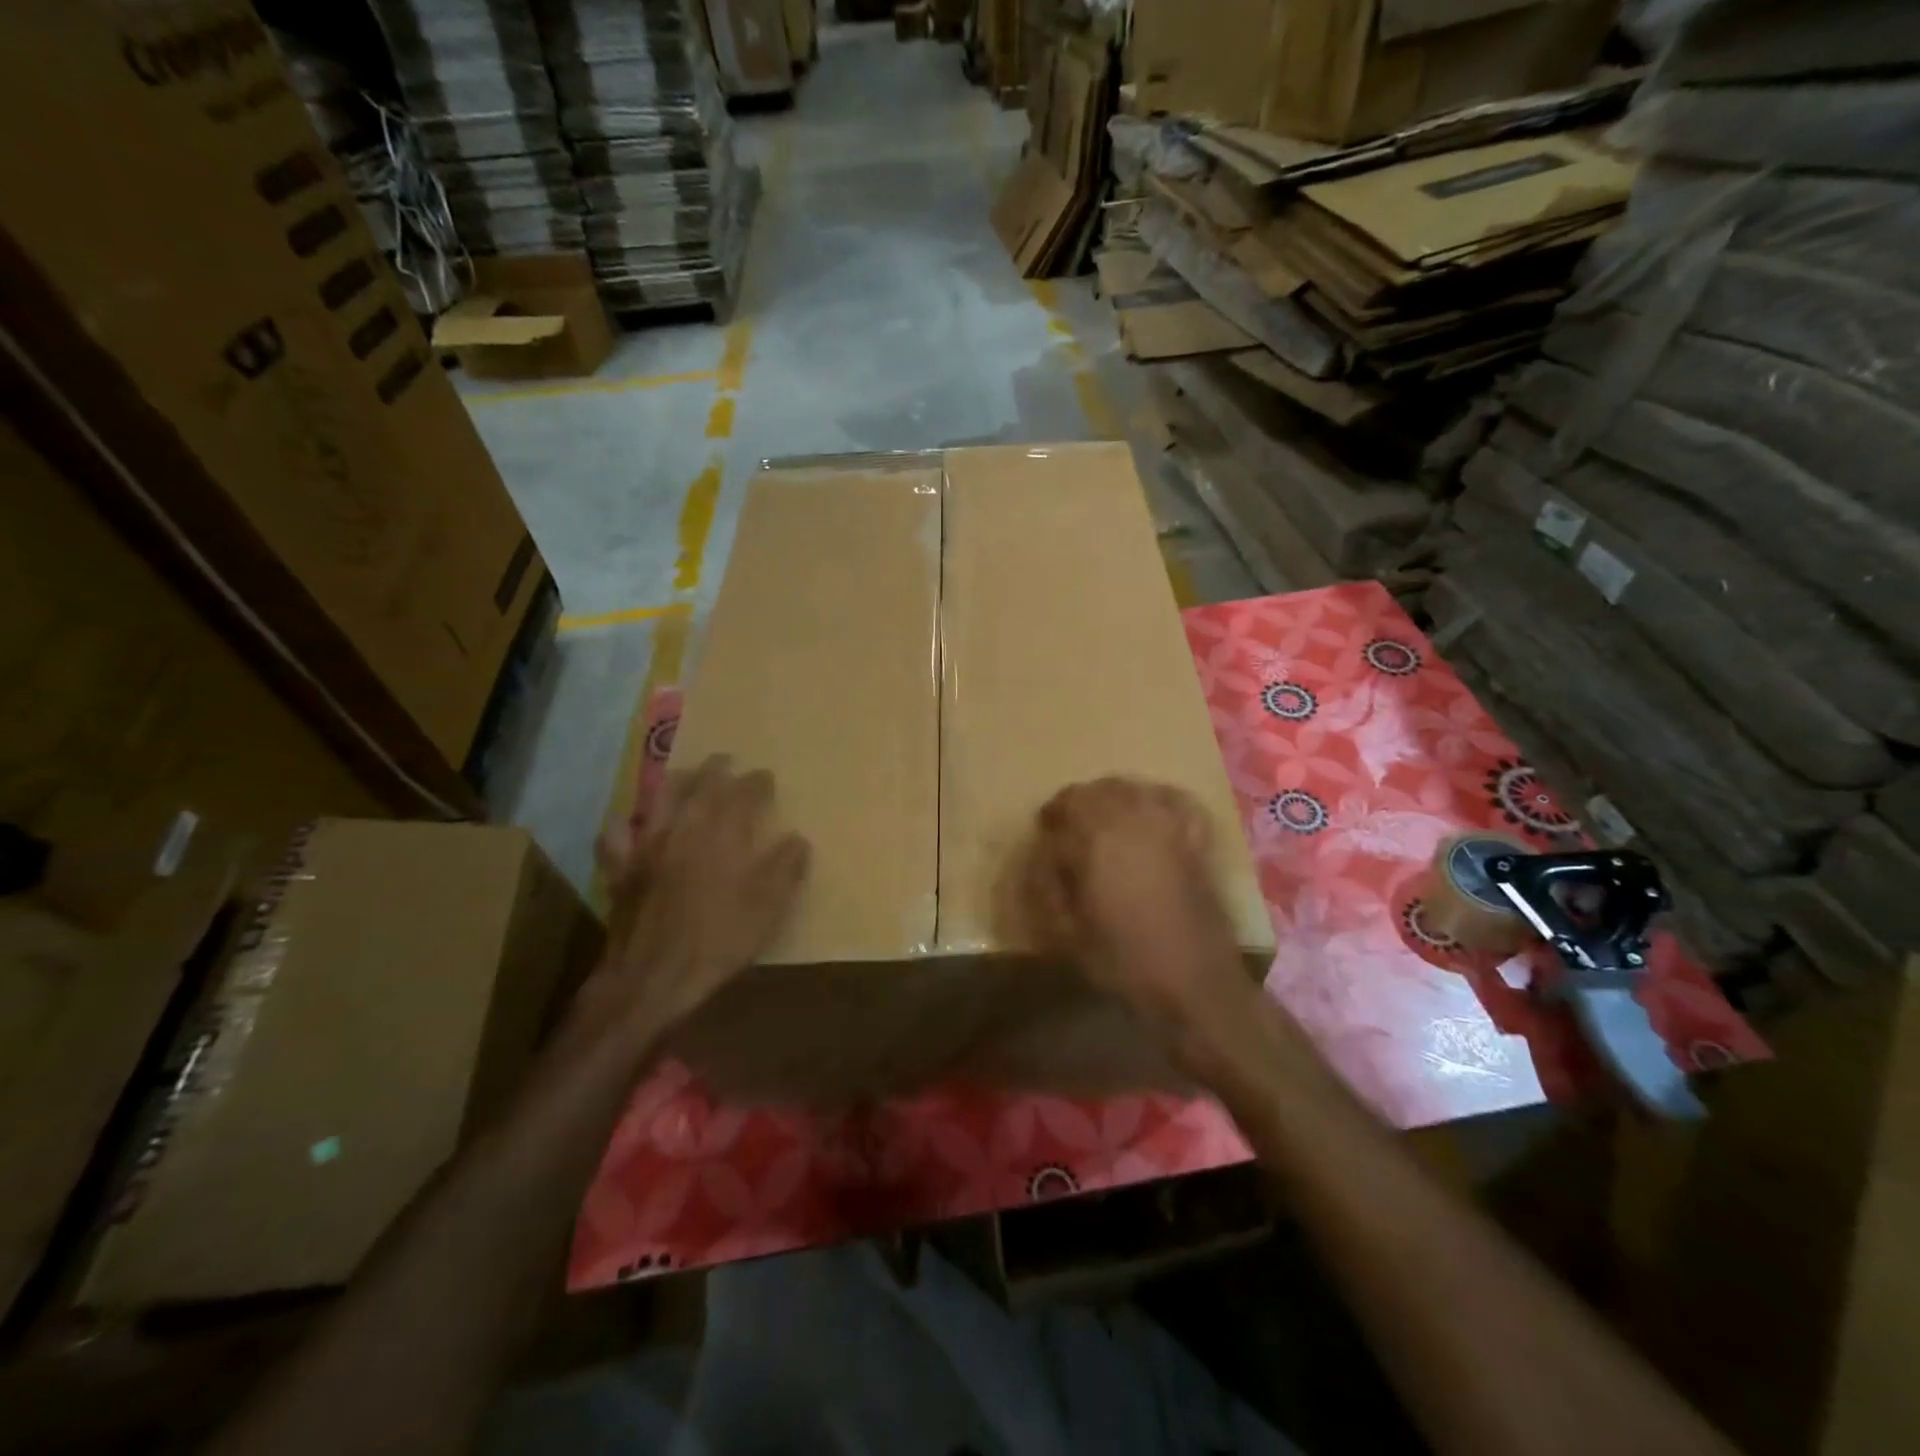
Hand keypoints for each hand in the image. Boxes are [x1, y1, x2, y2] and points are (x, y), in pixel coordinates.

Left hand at [585, 754, 809, 1039]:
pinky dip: (625, 823)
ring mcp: (647, 846)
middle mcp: (684, 829)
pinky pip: (617, 835)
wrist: (654, 977)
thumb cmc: (719, 940)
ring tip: (685, 776)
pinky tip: (629, 823)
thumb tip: (797, 839)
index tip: (766, 777)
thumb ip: (786, 868)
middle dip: (717, 769)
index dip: (757, 782)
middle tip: (727, 761)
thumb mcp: (769, 907)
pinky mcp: (621, 868)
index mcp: (723, 834)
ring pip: (659, 799)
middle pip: (700, 785)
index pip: (744, 794)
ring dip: (676, 782)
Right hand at [1022, 778, 1256, 1067]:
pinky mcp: (1194, 837)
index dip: (1049, 819)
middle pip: (1094, 791)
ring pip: (1130, 788)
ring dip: (1110, 797)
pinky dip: (1155, 798)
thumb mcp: (1068, 933)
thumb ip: (1048, 886)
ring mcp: (1167, 825)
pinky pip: (1173, 799)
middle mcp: (1130, 820)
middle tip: (1068, 827)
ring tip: (1104, 820)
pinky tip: (1149, 812)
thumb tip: (1043, 855)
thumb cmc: (1124, 962)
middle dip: (1076, 804)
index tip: (1044, 832)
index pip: (1062, 809)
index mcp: (1094, 841)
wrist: (1194, 983)